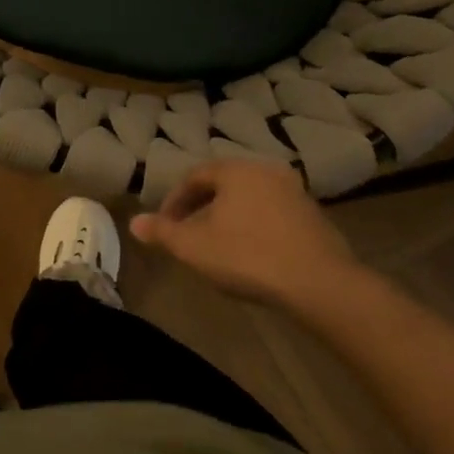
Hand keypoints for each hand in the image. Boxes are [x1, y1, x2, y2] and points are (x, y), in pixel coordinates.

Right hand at [130, 159, 363, 306]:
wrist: (318, 282)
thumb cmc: (247, 256)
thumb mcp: (193, 246)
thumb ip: (162, 232)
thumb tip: (134, 222)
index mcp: (236, 171)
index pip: (195, 176)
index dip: (174, 201)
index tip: (165, 226)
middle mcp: (267, 171)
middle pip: (224, 185)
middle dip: (200, 208)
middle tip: (186, 234)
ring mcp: (295, 193)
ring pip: (249, 200)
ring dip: (228, 218)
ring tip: (216, 246)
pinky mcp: (314, 217)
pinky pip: (272, 214)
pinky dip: (254, 227)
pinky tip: (250, 254)